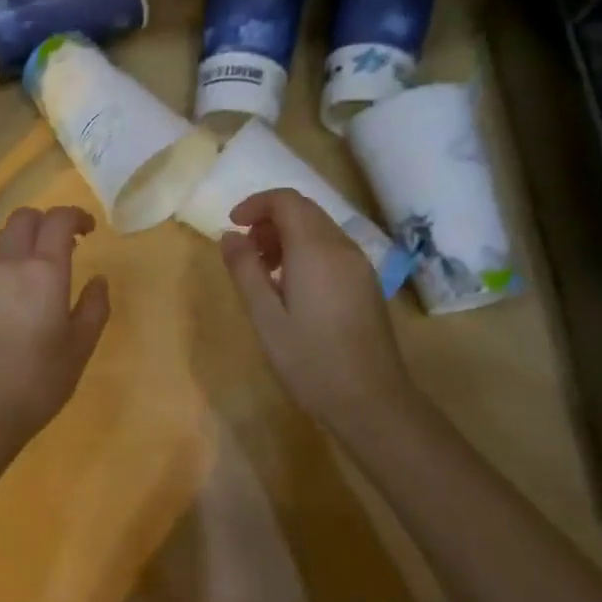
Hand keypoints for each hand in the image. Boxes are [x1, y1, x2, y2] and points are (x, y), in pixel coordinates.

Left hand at [0, 206, 110, 462]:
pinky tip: (7, 299)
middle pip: (23, 218)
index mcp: (44, 270)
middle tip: (62, 245)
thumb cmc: (39, 380)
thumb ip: (95, 306)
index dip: (76, 216)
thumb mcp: (81, 346)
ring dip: (20, 241)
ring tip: (33, 269)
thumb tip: (99, 279)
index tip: (89, 230)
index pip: (58, 219)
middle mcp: (8, 263)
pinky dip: (0, 267)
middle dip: (46, 222)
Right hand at [221, 189, 413, 438]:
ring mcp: (359, 265)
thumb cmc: (309, 360)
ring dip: (287, 236)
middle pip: (304, 210)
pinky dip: (306, 251)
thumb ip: (245, 270)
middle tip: (245, 251)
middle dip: (270, 220)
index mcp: (316, 250)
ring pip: (319, 229)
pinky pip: (332, 249)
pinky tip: (291, 288)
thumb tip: (230, 236)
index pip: (286, 200)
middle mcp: (342, 247)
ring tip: (263, 271)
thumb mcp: (265, 316)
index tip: (232, 226)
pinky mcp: (366, 284)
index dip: (255, 204)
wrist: (371, 401)